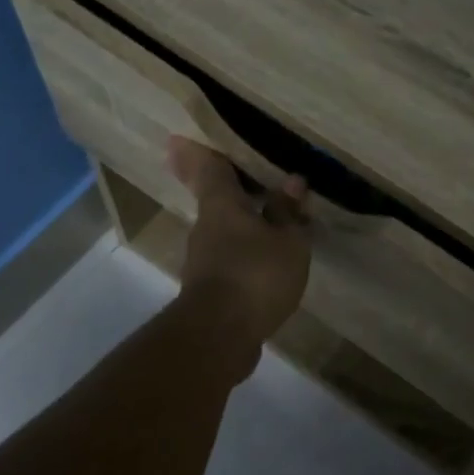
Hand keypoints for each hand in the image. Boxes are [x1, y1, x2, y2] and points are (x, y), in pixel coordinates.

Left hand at [167, 138, 310, 370]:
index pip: (209, 167)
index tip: (181, 138)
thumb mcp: (287, 242)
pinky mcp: (210, 289)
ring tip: (275, 222)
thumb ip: (288, 213)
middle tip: (250, 179)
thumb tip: (292, 183)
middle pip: (216, 199)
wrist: (219, 336)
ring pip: (224, 231)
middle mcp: (206, 227)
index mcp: (221, 205)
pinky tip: (269, 261)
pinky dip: (247, 253)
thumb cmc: (255, 275)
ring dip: (245, 224)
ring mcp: (204, 260)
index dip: (200, 151)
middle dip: (230, 189)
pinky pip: (231, 259)